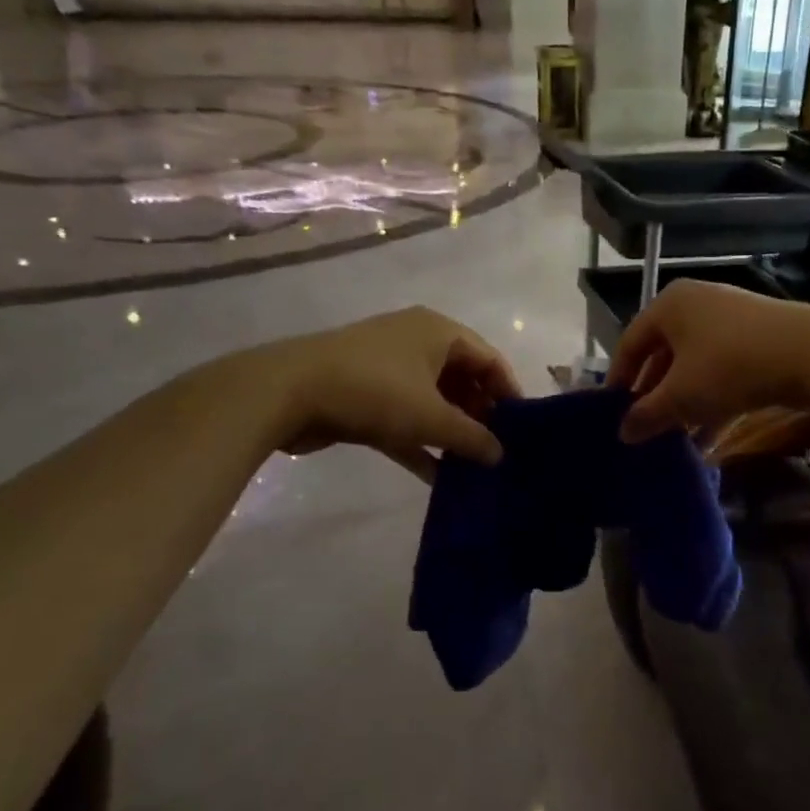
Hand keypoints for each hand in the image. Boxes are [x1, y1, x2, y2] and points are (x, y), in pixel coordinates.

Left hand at [220, 307, 519, 479]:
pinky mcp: (363, 394)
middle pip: (461, 380)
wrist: (286, 392)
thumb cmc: (375, 391)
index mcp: (439, 332)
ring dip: (450, 433)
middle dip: (479, 417)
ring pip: (432, 401)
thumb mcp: (431, 417)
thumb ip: (472, 437)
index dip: (509, 393)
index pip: (489, 359)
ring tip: (473, 467)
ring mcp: (387, 368)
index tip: (523, 429)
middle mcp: (416, 342)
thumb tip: (500, 455)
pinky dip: (420, 442)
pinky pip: (404, 418)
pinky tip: (437, 478)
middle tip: (497, 451)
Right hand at [607, 281, 809, 443]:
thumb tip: (623, 433)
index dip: (619, 380)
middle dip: (655, 396)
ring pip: (694, 366)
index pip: (631, 343)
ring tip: (675, 441)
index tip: (613, 415)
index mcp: (670, 305)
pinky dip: (711, 401)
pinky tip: (708, 440)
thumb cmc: (730, 366)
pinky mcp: (758, 339)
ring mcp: (731, 320)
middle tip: (645, 429)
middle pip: (664, 355)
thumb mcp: (681, 395)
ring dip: (683, 404)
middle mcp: (697, 304)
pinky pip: (722, 371)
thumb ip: (647, 414)